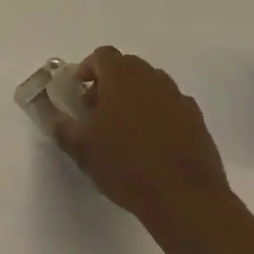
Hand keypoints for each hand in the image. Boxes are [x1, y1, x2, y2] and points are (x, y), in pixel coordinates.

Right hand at [50, 47, 228, 219]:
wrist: (185, 198)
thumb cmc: (126, 165)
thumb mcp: (82, 149)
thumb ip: (63, 128)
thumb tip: (56, 118)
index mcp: (122, 76)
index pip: (101, 56)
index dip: (87, 70)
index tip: (79, 94)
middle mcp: (152, 78)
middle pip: (127, 68)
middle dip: (109, 84)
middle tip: (97, 113)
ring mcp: (178, 97)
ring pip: (150, 86)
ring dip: (134, 99)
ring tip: (124, 131)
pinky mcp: (197, 120)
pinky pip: (170, 106)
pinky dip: (158, 116)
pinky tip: (151, 145)